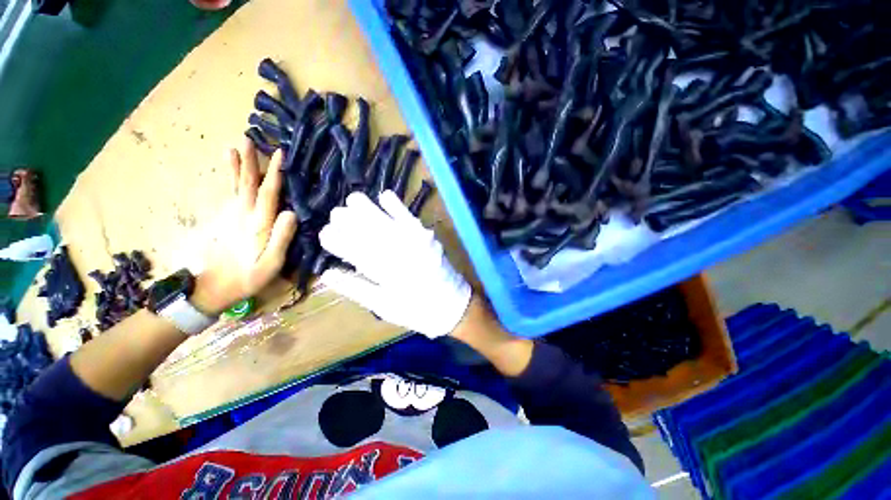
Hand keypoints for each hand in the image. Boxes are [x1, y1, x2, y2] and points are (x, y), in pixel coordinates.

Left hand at [192, 139, 297, 313]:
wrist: (214, 288)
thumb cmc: (248, 277)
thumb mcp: (271, 263)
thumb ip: (281, 238)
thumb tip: (292, 213)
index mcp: (257, 224)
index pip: (268, 193)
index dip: (274, 173)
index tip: (279, 154)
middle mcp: (243, 215)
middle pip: (246, 184)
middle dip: (249, 161)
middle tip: (248, 139)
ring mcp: (231, 216)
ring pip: (235, 186)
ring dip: (236, 166)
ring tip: (234, 147)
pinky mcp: (225, 220)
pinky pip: (229, 194)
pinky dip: (229, 179)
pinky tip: (229, 171)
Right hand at [319, 190, 471, 338]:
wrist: (452, 304)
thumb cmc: (415, 310)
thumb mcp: (383, 306)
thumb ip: (356, 289)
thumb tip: (328, 273)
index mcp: (387, 274)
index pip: (357, 253)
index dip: (339, 242)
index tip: (325, 234)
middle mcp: (401, 255)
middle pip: (371, 233)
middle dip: (351, 221)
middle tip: (335, 214)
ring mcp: (416, 243)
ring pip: (388, 223)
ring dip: (370, 210)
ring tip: (353, 200)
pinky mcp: (428, 238)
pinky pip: (410, 219)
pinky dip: (397, 207)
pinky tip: (385, 196)